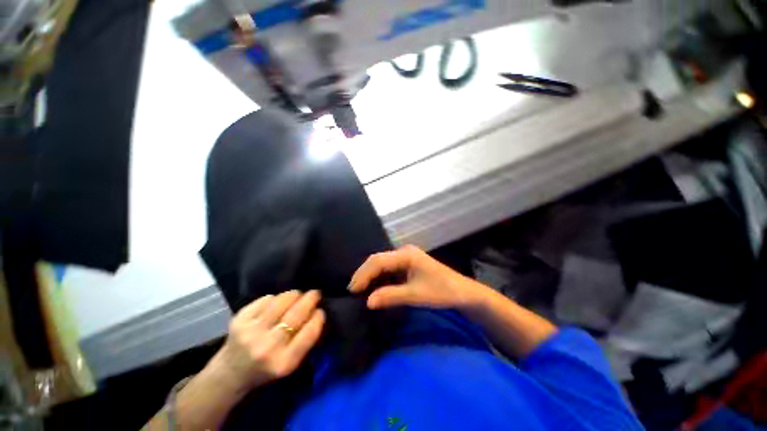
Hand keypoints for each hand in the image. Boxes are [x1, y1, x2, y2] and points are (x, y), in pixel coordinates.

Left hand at [215, 290, 325, 391]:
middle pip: (296, 314)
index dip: (318, 317)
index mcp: (284, 363)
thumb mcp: (290, 363)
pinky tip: (277, 302)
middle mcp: (267, 347)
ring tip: (298, 295)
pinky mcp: (239, 320)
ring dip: (294, 295)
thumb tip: (317, 311)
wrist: (230, 373)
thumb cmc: (267, 368)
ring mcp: (251, 332)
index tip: (320, 310)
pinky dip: (276, 298)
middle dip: (310, 299)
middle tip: (315, 294)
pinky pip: (266, 299)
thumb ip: (305, 340)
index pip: (309, 332)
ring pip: (282, 301)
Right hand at [349, 245, 488, 309]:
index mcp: (406, 255)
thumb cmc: (442, 291)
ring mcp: (406, 257)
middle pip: (378, 260)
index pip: (378, 261)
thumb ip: (391, 296)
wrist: (463, 292)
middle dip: (364, 274)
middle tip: (352, 290)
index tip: (352, 290)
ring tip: (359, 289)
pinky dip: (379, 277)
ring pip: (382, 263)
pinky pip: (389, 269)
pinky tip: (374, 286)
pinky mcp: (408, 264)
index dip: (363, 274)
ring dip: (370, 275)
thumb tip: (367, 301)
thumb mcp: (415, 295)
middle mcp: (404, 252)